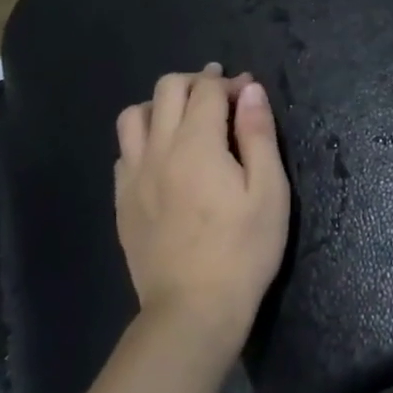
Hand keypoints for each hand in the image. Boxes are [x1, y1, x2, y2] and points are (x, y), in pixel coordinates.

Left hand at [115, 65, 290, 356]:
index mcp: (197, 144)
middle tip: (221, 98)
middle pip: (166, 89)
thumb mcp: (269, 190)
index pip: (207, 89)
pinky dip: (144, 139)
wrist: (193, 310)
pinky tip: (164, 158)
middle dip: (196, 82)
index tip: (249, 92)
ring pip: (133, 115)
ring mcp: (134, 176)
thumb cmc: (243, 249)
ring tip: (186, 121)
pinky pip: (124, 152)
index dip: (229, 82)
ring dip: (161, 105)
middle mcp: (158, 150)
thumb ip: (258, 134)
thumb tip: (250, 89)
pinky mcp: (122, 202)